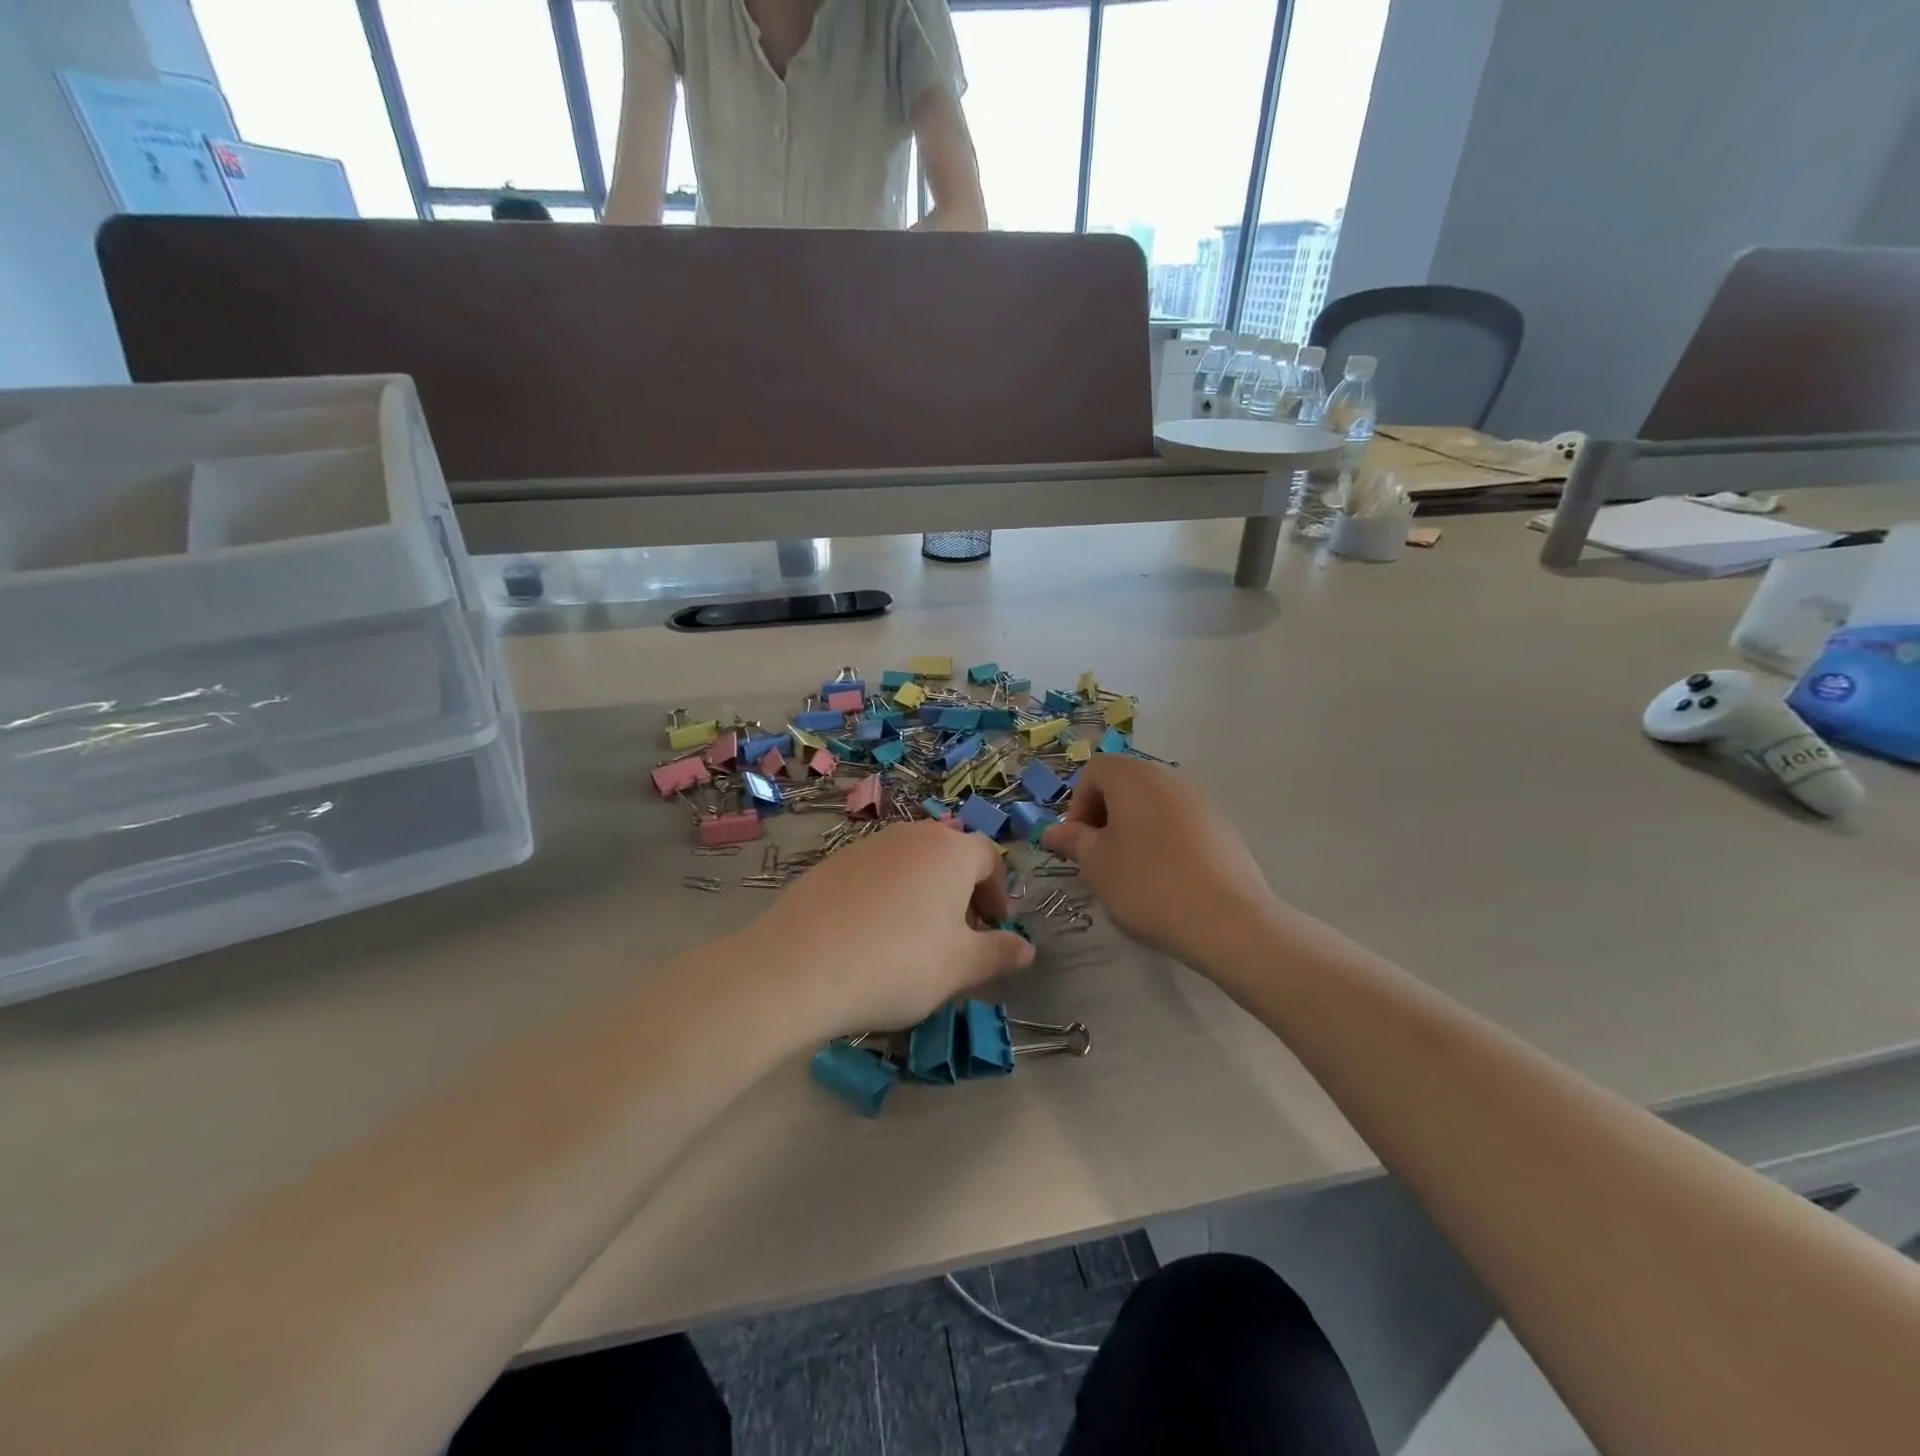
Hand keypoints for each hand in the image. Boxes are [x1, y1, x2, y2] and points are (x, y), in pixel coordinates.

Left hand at [739, 821, 1033, 1039]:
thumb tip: (1026, 948)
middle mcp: (911, 835)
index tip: (994, 929)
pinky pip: (874, 875)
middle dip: (961, 894)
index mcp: (951, 850)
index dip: (998, 894)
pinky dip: (886, 898)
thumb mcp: (960, 967)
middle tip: (959, 937)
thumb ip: (998, 953)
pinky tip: (870, 938)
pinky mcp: (830, 863)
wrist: (799, 967)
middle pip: (949, 856)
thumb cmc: (898, 964)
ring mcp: (866, 845)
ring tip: (914, 941)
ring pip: (910, 864)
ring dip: (923, 894)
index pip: (989, 859)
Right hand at [1041, 756, 1275, 970]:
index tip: (1077, 842)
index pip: (1094, 770)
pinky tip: (1165, 878)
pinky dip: (1163, 839)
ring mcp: (1201, 800)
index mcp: (1133, 776)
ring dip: (1133, 828)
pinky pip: (1179, 822)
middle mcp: (1169, 776)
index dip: (1077, 803)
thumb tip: (1053, 831)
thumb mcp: (1096, 864)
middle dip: (1104, 815)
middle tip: (1098, 856)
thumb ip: (1073, 840)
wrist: (1227, 920)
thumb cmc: (1148, 884)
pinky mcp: (1222, 826)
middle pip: (1125, 783)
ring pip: (1153, 803)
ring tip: (1130, 870)